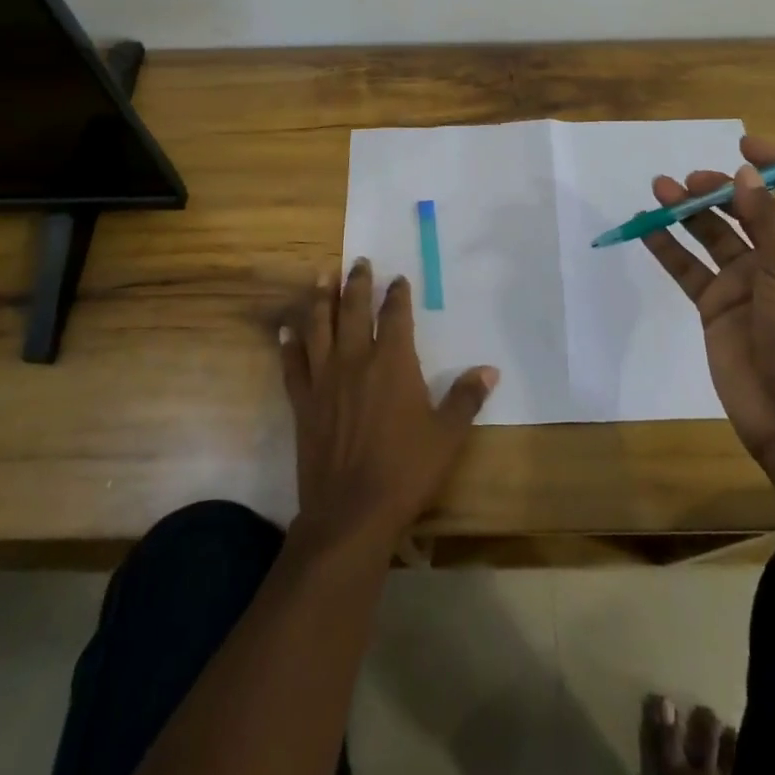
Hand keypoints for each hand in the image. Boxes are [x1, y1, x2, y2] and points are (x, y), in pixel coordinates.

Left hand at [280, 258, 498, 553]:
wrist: (351, 513)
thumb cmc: (405, 471)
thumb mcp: (447, 436)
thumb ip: (466, 398)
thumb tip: (489, 370)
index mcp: (393, 363)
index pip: (395, 315)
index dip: (397, 294)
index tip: (398, 279)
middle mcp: (356, 360)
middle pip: (353, 309)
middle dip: (356, 282)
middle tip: (357, 261)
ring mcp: (324, 379)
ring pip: (319, 326)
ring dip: (319, 299)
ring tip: (321, 275)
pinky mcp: (303, 402)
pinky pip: (292, 364)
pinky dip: (289, 344)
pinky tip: (285, 329)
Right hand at [642, 135, 774, 494]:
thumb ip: (768, 221)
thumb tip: (745, 173)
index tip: (744, 145)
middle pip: (749, 209)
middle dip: (722, 188)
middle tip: (692, 181)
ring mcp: (746, 284)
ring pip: (712, 235)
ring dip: (688, 211)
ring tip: (660, 188)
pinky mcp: (715, 307)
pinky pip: (687, 268)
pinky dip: (667, 247)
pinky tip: (645, 227)